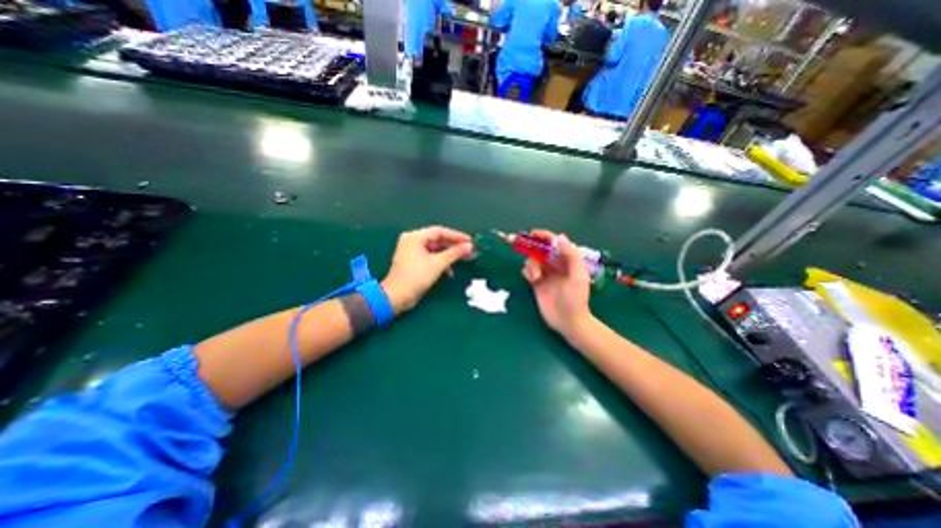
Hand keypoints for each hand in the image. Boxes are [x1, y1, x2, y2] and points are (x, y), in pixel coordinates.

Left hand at [378, 224, 474, 312]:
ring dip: (448, 255)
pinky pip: (430, 256)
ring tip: (462, 260)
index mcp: (415, 237)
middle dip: (453, 245)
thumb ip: (454, 253)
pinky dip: (440, 261)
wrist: (397, 297)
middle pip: (437, 239)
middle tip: (468, 250)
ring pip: (435, 249)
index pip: (439, 231)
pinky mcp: (413, 261)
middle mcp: (412, 240)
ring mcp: (412, 251)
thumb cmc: (416, 277)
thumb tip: (470, 246)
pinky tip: (449, 271)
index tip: (470, 241)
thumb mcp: (438, 264)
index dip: (456, 235)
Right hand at [521, 231, 586, 337]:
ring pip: (533, 261)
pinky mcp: (537, 284)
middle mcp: (555, 265)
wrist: (568, 322)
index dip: (544, 236)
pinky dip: (527, 272)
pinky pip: (528, 272)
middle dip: (532, 249)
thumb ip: (570, 255)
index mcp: (567, 261)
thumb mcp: (578, 275)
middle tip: (520, 246)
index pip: (554, 243)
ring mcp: (545, 274)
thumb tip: (559, 236)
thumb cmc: (576, 298)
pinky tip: (531, 279)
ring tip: (535, 278)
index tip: (532, 233)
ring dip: (531, 265)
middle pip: (540, 250)